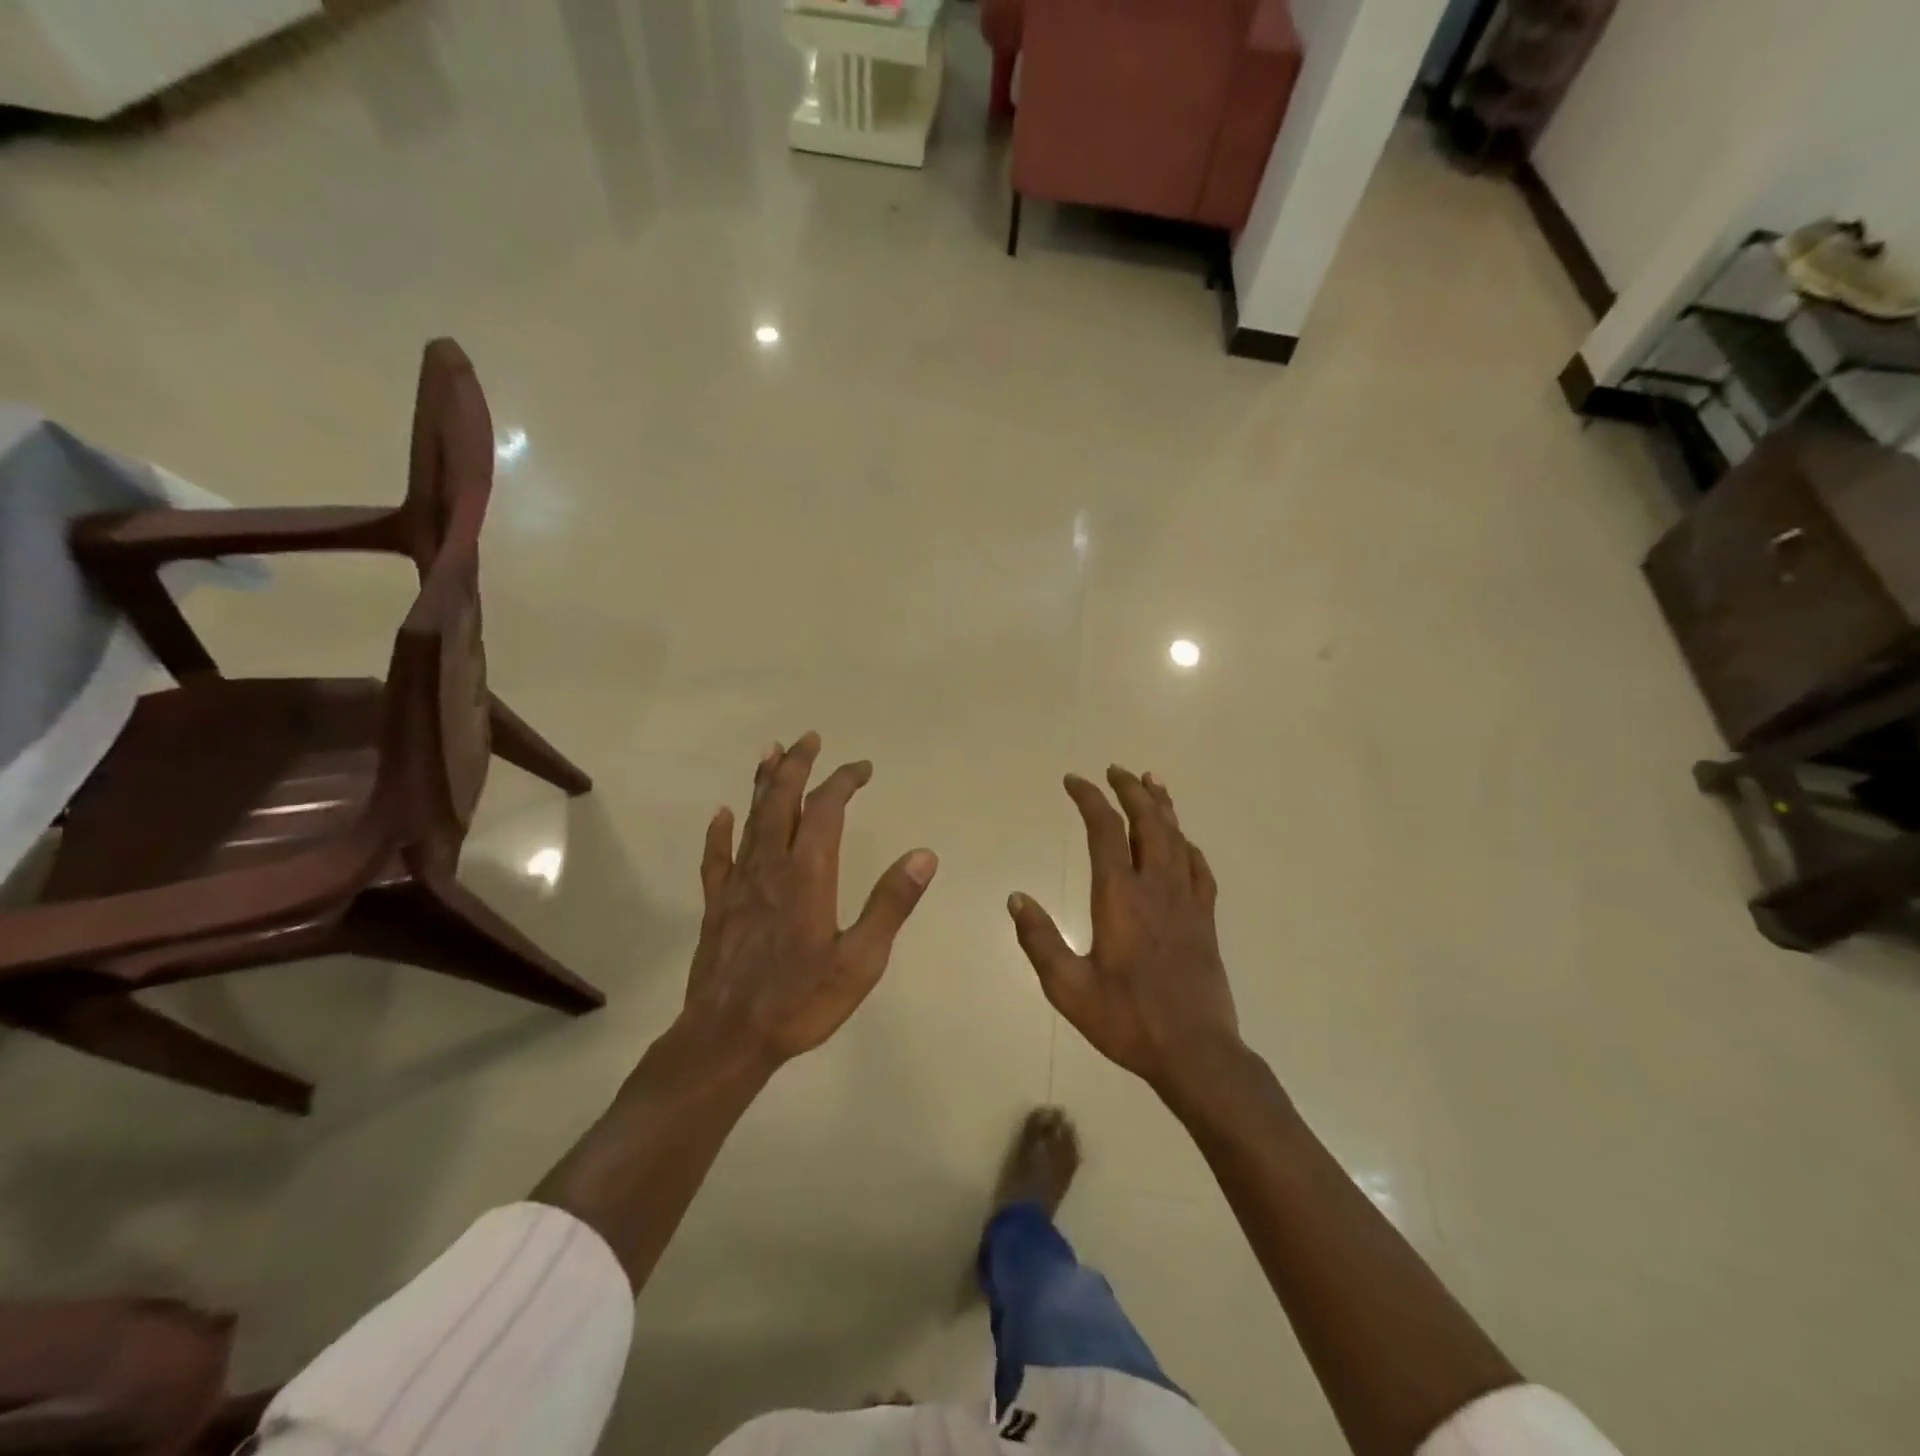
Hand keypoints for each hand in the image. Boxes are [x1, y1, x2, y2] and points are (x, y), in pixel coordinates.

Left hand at [684, 733, 937, 1068]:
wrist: (727, 1038)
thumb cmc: (801, 1001)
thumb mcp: (861, 960)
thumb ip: (891, 904)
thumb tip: (924, 855)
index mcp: (808, 874)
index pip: (826, 810)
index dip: (844, 781)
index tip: (862, 768)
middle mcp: (770, 866)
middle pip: (782, 801)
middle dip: (797, 765)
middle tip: (809, 738)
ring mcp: (738, 884)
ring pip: (750, 819)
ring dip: (762, 783)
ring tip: (770, 752)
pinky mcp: (717, 905)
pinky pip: (716, 857)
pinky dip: (720, 831)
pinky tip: (721, 814)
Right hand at [1008, 767, 1240, 1094]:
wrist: (1195, 1052)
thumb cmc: (1126, 1020)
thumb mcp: (1068, 988)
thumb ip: (1040, 940)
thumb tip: (1016, 898)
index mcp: (1119, 897)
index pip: (1105, 831)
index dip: (1090, 799)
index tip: (1074, 780)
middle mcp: (1156, 888)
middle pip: (1147, 822)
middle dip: (1130, 790)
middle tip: (1115, 769)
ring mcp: (1187, 902)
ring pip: (1176, 838)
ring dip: (1162, 806)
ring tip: (1152, 781)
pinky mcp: (1205, 920)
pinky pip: (1200, 869)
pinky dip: (1188, 845)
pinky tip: (1184, 841)